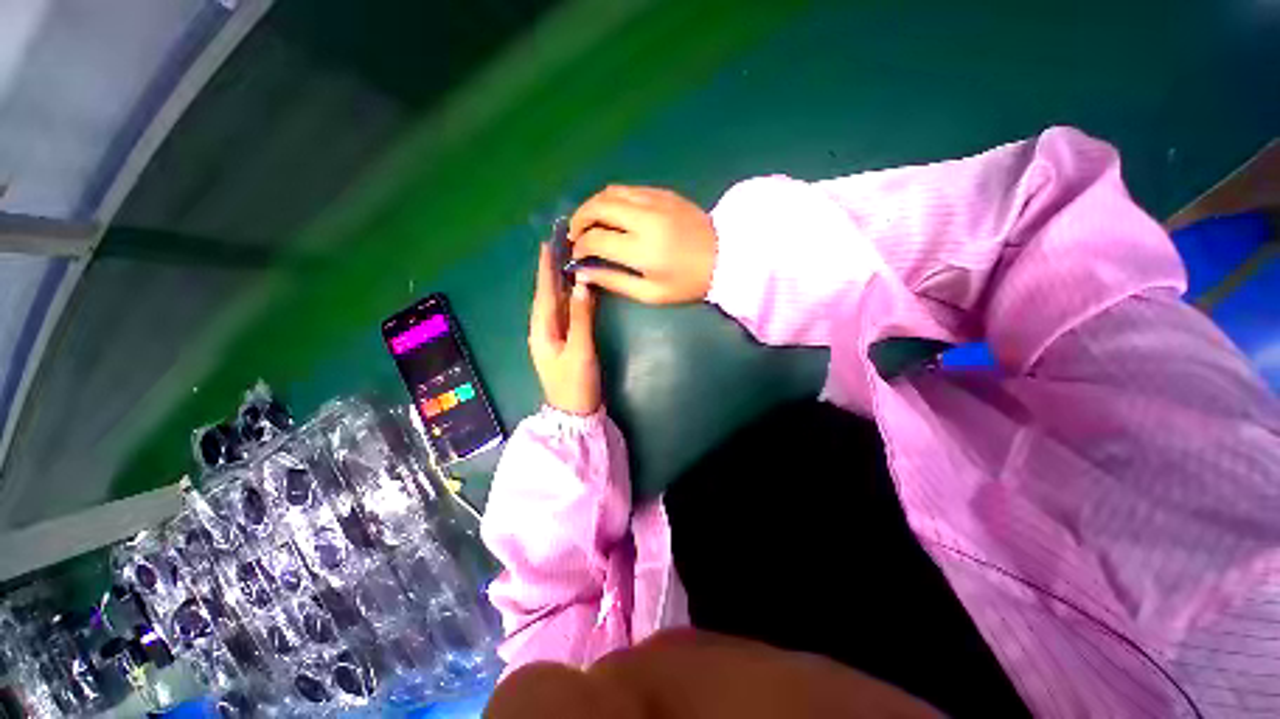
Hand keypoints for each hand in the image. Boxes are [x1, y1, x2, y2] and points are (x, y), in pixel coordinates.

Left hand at [529, 243, 600, 415]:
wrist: (574, 413)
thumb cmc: (575, 383)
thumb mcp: (580, 350)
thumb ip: (582, 318)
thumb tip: (583, 285)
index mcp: (542, 329)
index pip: (544, 292)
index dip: (546, 268)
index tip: (548, 244)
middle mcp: (543, 329)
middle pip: (547, 295)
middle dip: (552, 271)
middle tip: (560, 246)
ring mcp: (553, 337)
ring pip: (555, 304)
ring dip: (560, 282)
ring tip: (568, 261)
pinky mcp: (563, 342)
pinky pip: (564, 313)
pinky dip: (569, 298)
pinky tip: (575, 290)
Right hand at [569, 185, 716, 303]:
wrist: (726, 257)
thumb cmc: (687, 283)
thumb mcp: (651, 294)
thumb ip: (614, 282)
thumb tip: (583, 272)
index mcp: (642, 250)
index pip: (596, 239)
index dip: (580, 246)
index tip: (576, 254)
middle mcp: (645, 219)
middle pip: (598, 207)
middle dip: (579, 219)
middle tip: (575, 234)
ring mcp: (655, 201)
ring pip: (610, 192)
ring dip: (592, 205)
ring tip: (588, 221)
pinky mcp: (663, 193)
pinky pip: (628, 189)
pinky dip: (612, 198)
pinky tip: (612, 213)